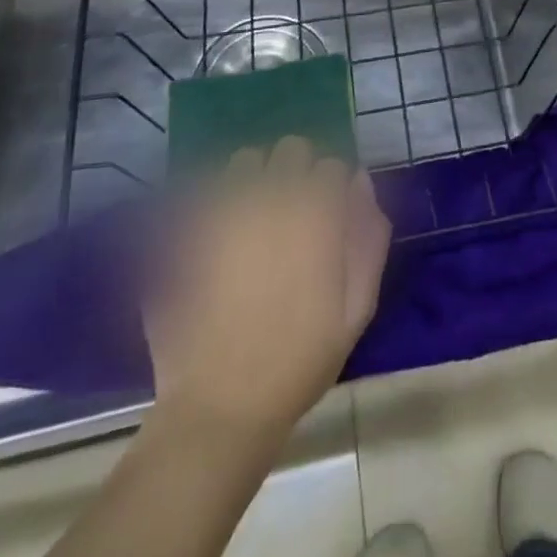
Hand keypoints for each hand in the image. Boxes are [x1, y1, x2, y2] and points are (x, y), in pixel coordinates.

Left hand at [146, 138, 390, 444]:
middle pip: (291, 149)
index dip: (333, 188)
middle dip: (297, 171)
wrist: (221, 407)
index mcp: (316, 213)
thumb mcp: (357, 308)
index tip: (328, 216)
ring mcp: (225, 211)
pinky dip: (216, 200)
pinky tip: (219, 233)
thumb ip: (368, 238)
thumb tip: (360, 183)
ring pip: (245, 161)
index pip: (332, 166)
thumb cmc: (299, 360)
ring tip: (253, 217)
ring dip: (255, 178)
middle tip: (294, 212)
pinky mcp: (187, 231)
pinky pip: (205, 191)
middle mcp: (271, 198)